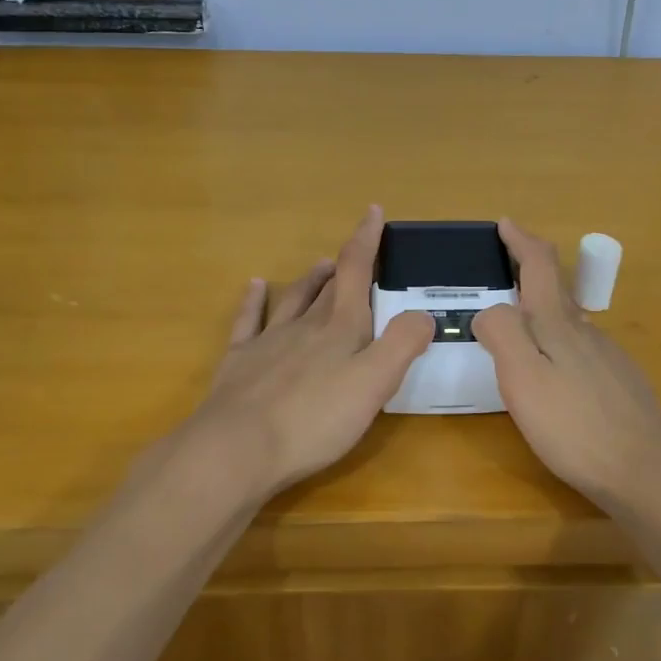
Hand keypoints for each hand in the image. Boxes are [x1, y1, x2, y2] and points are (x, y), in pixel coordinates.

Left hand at [166, 207, 434, 498]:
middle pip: (329, 287)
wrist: (237, 449)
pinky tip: (255, 286)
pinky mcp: (240, 363)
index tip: (373, 211)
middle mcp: (305, 325)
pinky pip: (249, 321)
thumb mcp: (374, 384)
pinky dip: (254, 300)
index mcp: (340, 328)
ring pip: (294, 300)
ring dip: (310, 280)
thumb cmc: (314, 419)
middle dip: (345, 265)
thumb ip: (402, 344)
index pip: (356, 271)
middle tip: (355, 250)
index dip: (366, 240)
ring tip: (320, 264)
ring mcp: (269, 342)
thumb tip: (423, 313)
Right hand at [473, 219, 660, 501]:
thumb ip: (503, 334)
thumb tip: (490, 309)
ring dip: (543, 308)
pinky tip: (555, 368)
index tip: (505, 224)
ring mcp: (607, 357)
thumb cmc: (574, 426)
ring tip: (520, 319)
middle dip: (530, 270)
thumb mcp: (523, 379)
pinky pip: (581, 348)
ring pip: (570, 320)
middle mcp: (586, 332)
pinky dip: (559, 341)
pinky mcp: (619, 383)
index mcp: (558, 324)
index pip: (539, 266)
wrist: (646, 471)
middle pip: (556, 289)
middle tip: (504, 268)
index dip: (521, 241)